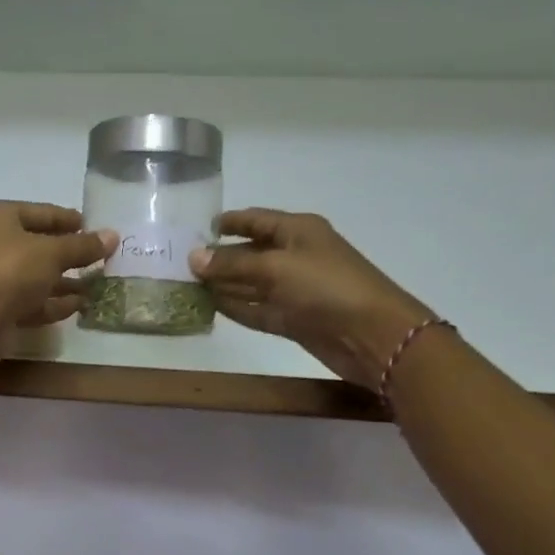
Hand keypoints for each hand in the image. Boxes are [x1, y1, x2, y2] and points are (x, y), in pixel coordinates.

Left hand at [0, 202, 116, 329]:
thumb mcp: (52, 252)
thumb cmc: (11, 270)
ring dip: (66, 281)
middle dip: (70, 254)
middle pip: (39, 246)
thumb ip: (83, 246)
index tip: (94, 227)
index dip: (69, 220)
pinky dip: (55, 302)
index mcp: (0, 217)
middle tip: (101, 257)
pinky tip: (81, 305)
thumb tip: (113, 235)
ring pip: (37, 276)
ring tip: (97, 284)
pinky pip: (33, 301)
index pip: (41, 212)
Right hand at [190, 209, 432, 385]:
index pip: (257, 220)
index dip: (230, 222)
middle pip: (251, 253)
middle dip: (220, 258)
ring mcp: (295, 290)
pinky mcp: (293, 319)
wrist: (371, 334)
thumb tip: (193, 258)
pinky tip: (211, 306)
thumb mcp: (275, 268)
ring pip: (252, 284)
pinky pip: (258, 309)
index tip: (199, 228)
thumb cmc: (326, 287)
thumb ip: (232, 265)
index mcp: (298, 231)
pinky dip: (236, 307)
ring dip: (224, 285)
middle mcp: (296, 256)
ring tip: (188, 285)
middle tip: (182, 262)